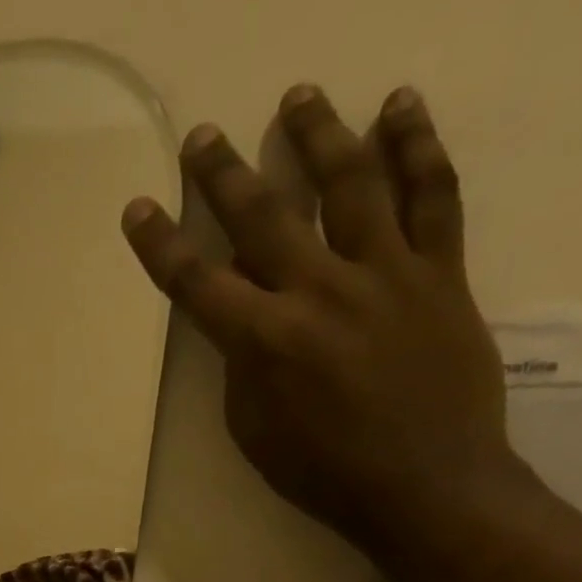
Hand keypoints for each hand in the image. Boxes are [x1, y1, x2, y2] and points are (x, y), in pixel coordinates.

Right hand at [122, 85, 537, 550]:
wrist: (425, 484)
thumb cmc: (323, 473)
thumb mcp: (255, 432)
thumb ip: (243, 368)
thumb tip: (244, 322)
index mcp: (265, 342)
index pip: (197, 283)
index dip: (162, 245)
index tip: (139, 208)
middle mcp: (320, 292)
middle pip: (264, 217)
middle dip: (226, 174)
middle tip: (203, 134)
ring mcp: (386, 274)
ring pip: (351, 184)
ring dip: (319, 135)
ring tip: (299, 97)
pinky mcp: (441, 271)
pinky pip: (434, 195)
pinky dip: (417, 147)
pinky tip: (399, 108)